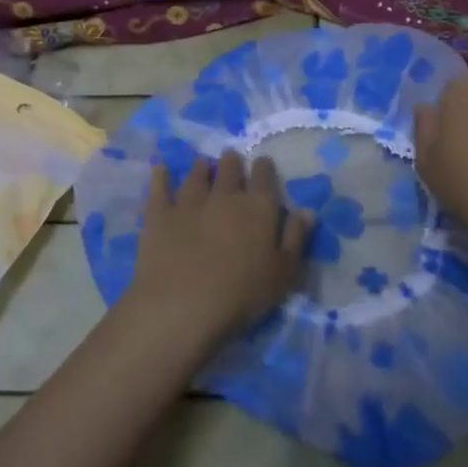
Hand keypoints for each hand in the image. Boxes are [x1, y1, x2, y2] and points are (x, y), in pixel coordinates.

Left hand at [127, 152, 312, 349]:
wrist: (184, 306)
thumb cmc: (243, 294)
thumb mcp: (284, 273)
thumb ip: (297, 238)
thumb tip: (307, 210)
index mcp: (258, 207)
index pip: (264, 176)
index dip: (264, 168)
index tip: (262, 166)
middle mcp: (225, 195)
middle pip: (230, 168)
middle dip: (232, 162)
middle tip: (231, 161)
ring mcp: (190, 202)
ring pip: (197, 174)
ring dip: (202, 167)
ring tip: (204, 164)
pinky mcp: (160, 215)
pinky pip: (160, 187)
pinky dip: (161, 176)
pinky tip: (161, 168)